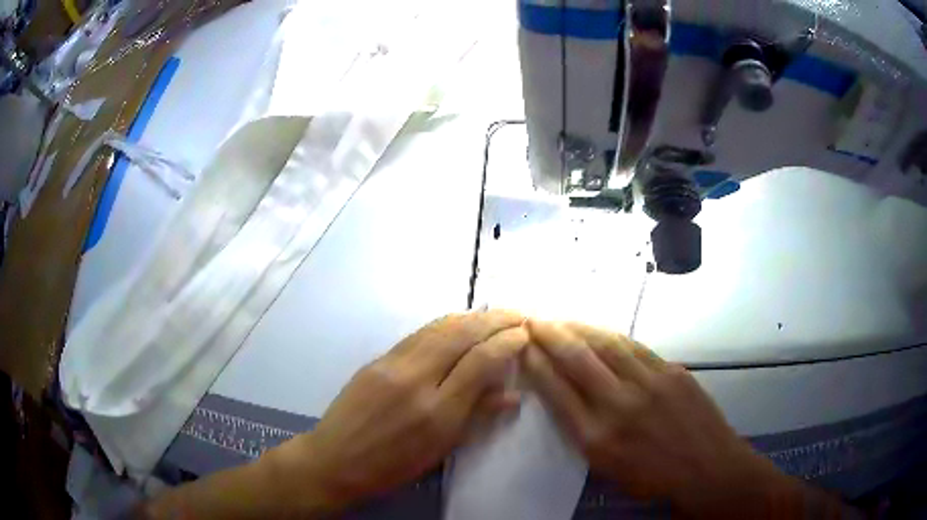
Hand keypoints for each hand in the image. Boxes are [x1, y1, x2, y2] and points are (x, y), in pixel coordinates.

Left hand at [277, 310, 528, 511]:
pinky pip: (418, 334)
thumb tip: (513, 395)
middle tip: (517, 313)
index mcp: (437, 411)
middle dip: (494, 319)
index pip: (480, 361)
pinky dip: (444, 324)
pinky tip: (457, 323)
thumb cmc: (393, 466)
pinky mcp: (377, 359)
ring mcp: (392, 365)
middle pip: (461, 335)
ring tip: (493, 314)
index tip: (524, 334)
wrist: (336, 459)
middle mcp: (416, 380)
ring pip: (438, 328)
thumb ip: (477, 416)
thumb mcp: (441, 449)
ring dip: (470, 316)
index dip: (506, 343)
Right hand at [523, 320, 796, 516]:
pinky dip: (612, 336)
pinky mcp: (671, 371)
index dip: (536, 364)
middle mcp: (618, 405)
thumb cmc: (653, 478)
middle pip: (577, 359)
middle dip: (550, 336)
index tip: (523, 347)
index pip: (556, 391)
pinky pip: (635, 347)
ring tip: (562, 319)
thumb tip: (566, 397)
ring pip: (606, 345)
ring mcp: (649, 383)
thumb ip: (583, 432)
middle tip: (533, 321)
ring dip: (579, 328)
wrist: (706, 468)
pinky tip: (600, 331)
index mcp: (596, 437)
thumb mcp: (606, 468)